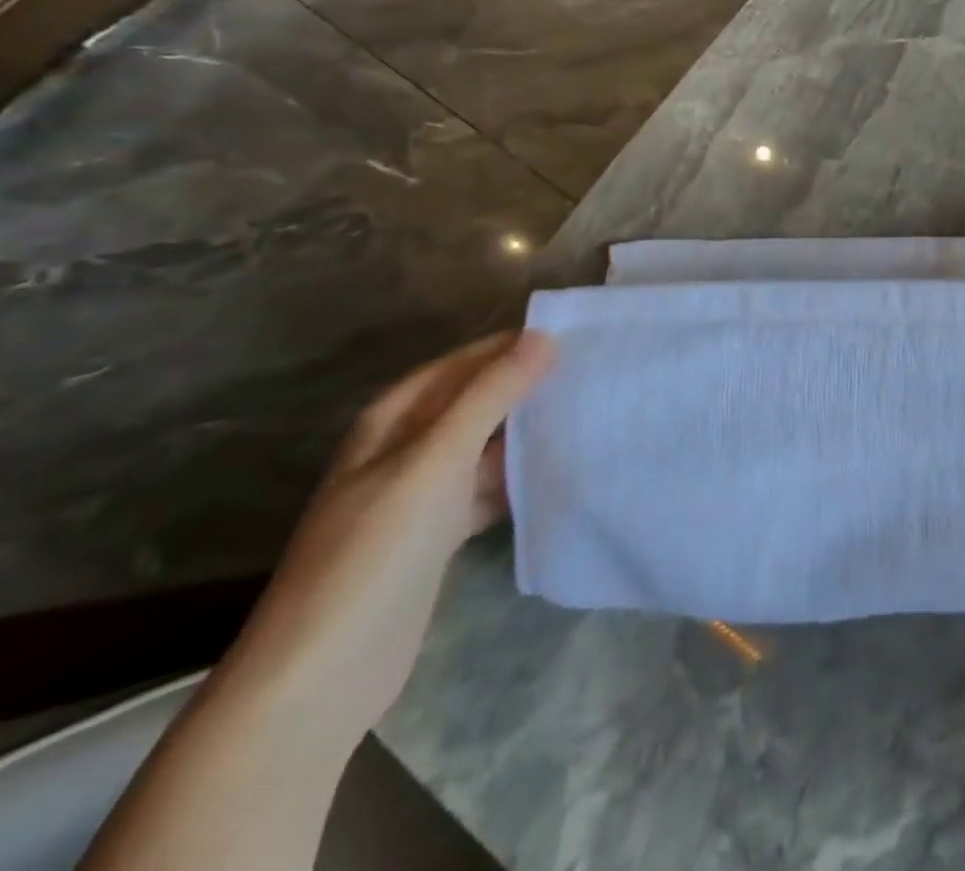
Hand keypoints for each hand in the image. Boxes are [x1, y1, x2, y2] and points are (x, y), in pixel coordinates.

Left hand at [220, 331, 554, 737]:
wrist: (322, 676)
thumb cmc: (375, 551)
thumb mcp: (435, 461)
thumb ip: (490, 396)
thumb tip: (543, 337)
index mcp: (393, 420)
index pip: (464, 362)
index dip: (513, 345)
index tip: (577, 335)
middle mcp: (406, 449)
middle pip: (477, 402)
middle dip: (528, 386)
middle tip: (595, 372)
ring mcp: (422, 494)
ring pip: (488, 445)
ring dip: (530, 432)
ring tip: (591, 413)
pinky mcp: (439, 534)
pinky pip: (490, 487)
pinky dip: (522, 477)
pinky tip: (562, 472)